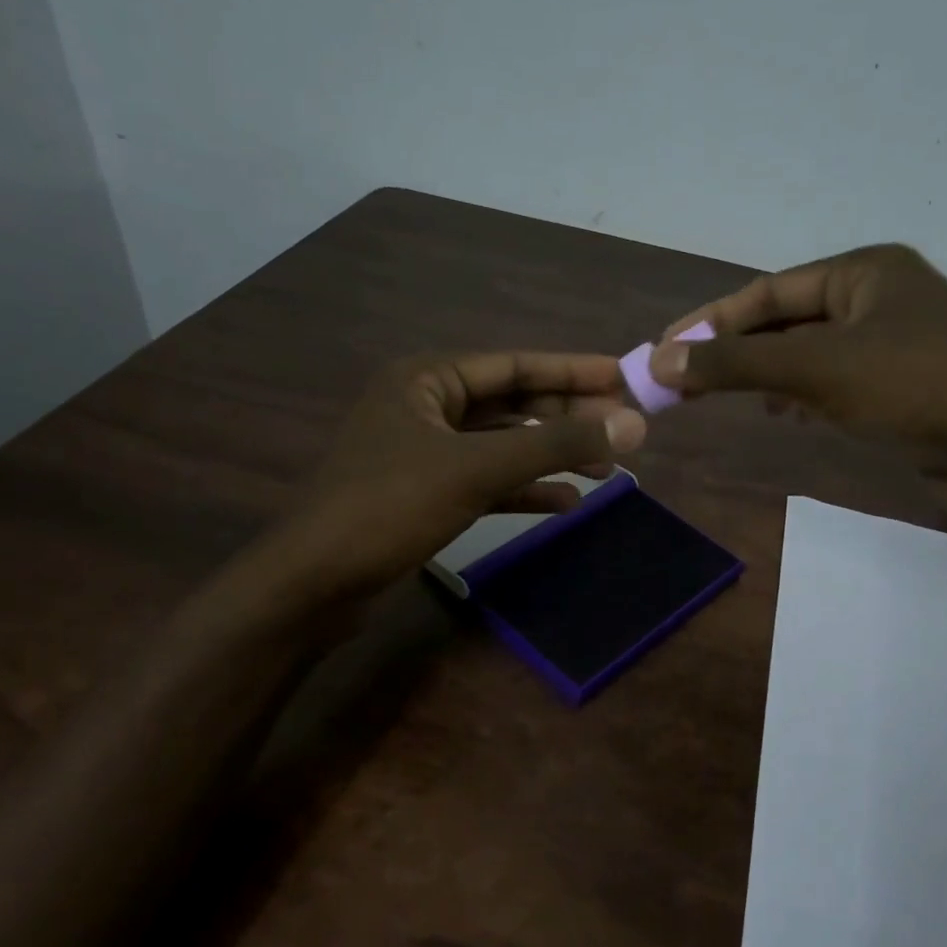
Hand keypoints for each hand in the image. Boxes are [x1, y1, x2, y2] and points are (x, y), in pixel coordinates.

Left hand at [263, 350, 646, 598]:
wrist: (314, 582)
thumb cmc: (389, 506)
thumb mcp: (477, 469)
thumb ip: (555, 445)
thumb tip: (632, 426)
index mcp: (427, 379)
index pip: (515, 364)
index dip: (572, 370)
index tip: (624, 377)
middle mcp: (426, 407)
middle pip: (512, 403)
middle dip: (566, 416)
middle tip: (623, 429)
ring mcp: (425, 453)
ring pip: (502, 445)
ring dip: (551, 455)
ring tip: (606, 469)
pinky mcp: (426, 495)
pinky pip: (487, 482)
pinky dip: (524, 490)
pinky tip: (565, 503)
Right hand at [649, 245, 946, 532]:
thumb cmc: (915, 389)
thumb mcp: (816, 369)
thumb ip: (735, 363)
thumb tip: (659, 360)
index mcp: (863, 271)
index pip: (767, 292)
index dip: (710, 322)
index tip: (662, 351)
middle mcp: (879, 297)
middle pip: (786, 320)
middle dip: (735, 350)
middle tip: (682, 380)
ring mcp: (895, 343)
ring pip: (809, 354)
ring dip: (764, 374)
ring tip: (724, 399)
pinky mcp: (904, 386)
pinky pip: (834, 382)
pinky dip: (800, 395)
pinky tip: (782, 415)